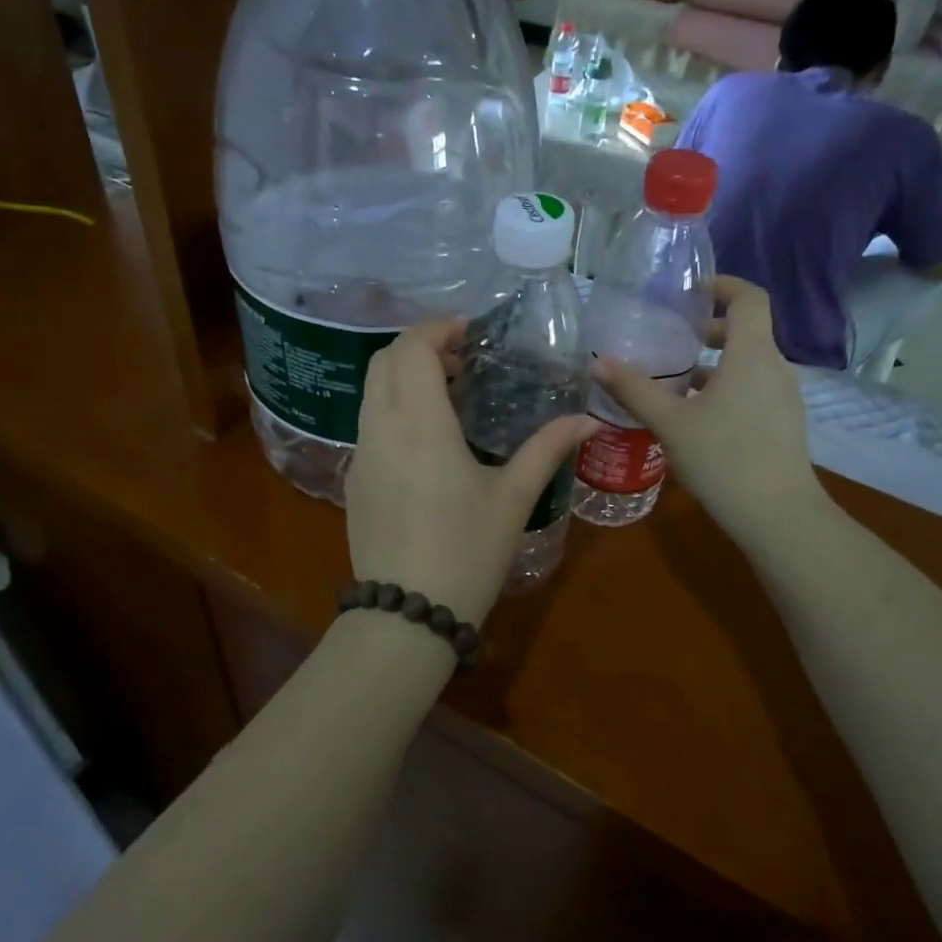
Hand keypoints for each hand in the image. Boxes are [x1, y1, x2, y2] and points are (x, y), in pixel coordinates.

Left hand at [347, 318, 596, 627]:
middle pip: (385, 361)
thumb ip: (547, 449)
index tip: (470, 333)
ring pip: (372, 391)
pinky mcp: (353, 480)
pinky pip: (369, 423)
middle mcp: (380, 428)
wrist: (407, 613)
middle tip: (463, 360)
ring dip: (404, 376)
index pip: (412, 349)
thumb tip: (588, 421)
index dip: (437, 329)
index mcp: (419, 424)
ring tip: (450, 393)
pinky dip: (393, 407)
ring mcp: (360, 454)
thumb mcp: (512, 498)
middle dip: (420, 346)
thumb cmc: (466, 552)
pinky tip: (427, 437)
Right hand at [591, 276, 823, 551]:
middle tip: (670, 338)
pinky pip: (754, 388)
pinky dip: (727, 386)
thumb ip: (634, 389)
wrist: (778, 516)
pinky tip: (696, 415)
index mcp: (752, 355)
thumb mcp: (670, 423)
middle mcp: (775, 368)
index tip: (690, 292)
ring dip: (715, 362)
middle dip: (708, 329)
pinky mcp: (783, 423)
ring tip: (675, 379)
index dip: (723, 285)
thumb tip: (598, 362)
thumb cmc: (723, 459)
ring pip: (749, 363)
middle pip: (746, 331)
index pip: (749, 298)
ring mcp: (784, 397)